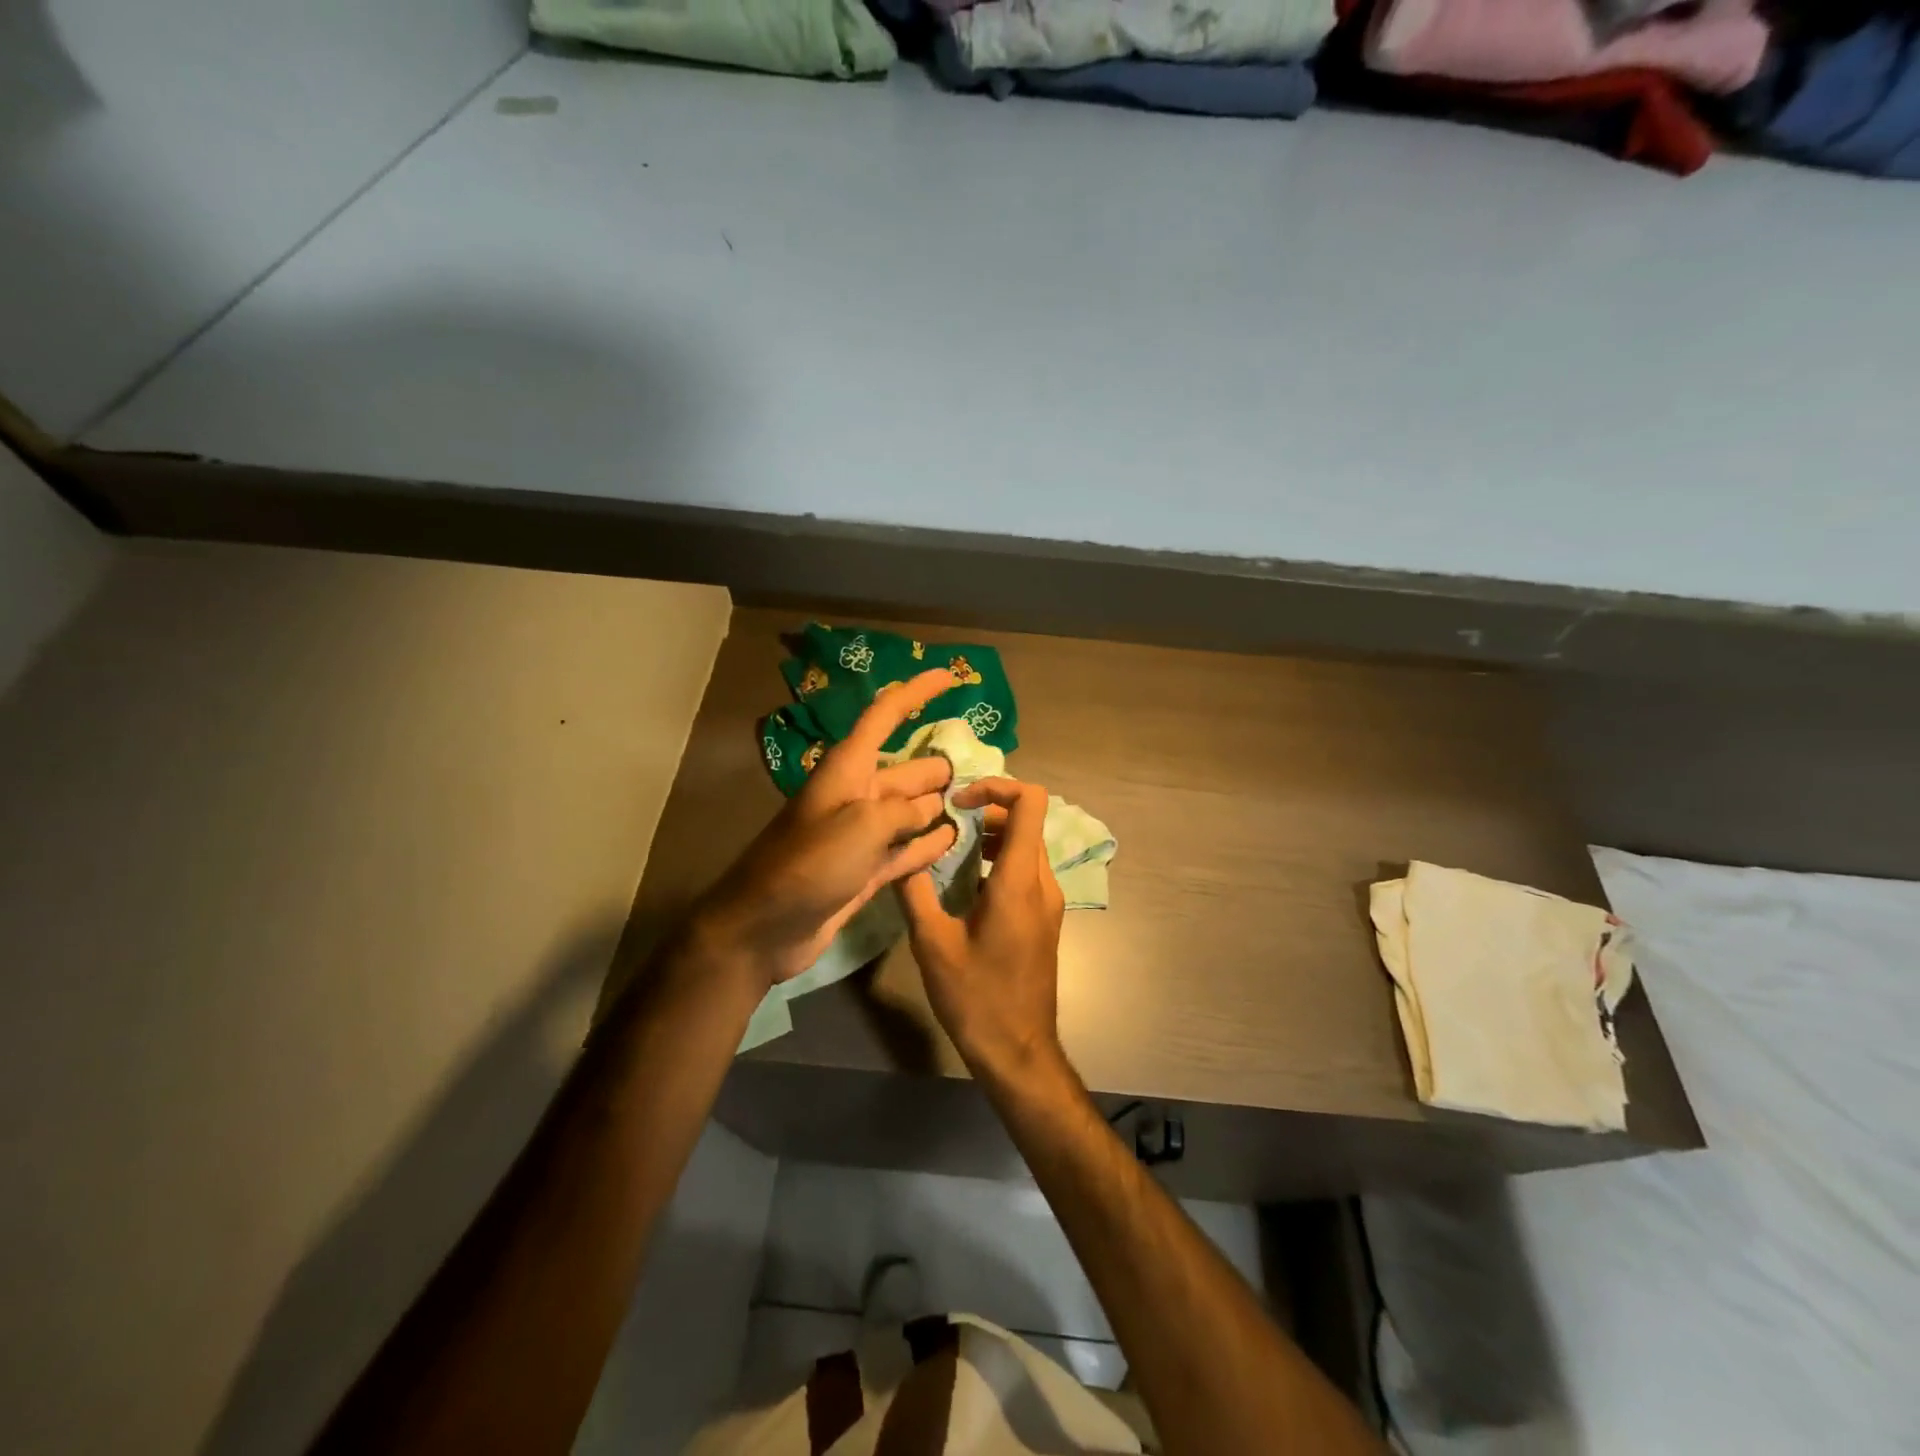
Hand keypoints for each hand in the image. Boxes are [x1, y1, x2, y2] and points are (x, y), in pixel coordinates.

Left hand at [695, 669, 960, 987]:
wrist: (763, 927)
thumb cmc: (808, 865)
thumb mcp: (861, 826)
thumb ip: (902, 810)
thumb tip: (928, 809)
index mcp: (849, 769)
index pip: (886, 715)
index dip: (917, 692)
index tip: (952, 676)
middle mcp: (857, 795)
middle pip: (907, 770)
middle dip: (940, 766)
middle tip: (984, 772)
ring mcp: (861, 835)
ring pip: (910, 810)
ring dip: (940, 807)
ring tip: (979, 806)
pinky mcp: (865, 869)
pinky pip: (905, 848)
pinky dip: (927, 843)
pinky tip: (953, 839)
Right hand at [899, 778, 1066, 1081]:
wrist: (1018, 1051)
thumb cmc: (975, 998)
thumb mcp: (932, 944)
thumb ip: (915, 891)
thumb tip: (900, 852)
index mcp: (1018, 881)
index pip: (1030, 802)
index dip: (996, 786)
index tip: (959, 802)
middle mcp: (1041, 883)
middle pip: (1026, 821)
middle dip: (987, 811)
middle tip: (946, 823)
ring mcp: (1048, 902)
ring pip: (1027, 845)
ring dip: (993, 836)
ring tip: (952, 849)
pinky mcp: (1044, 919)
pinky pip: (1026, 871)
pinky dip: (999, 860)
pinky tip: (966, 883)